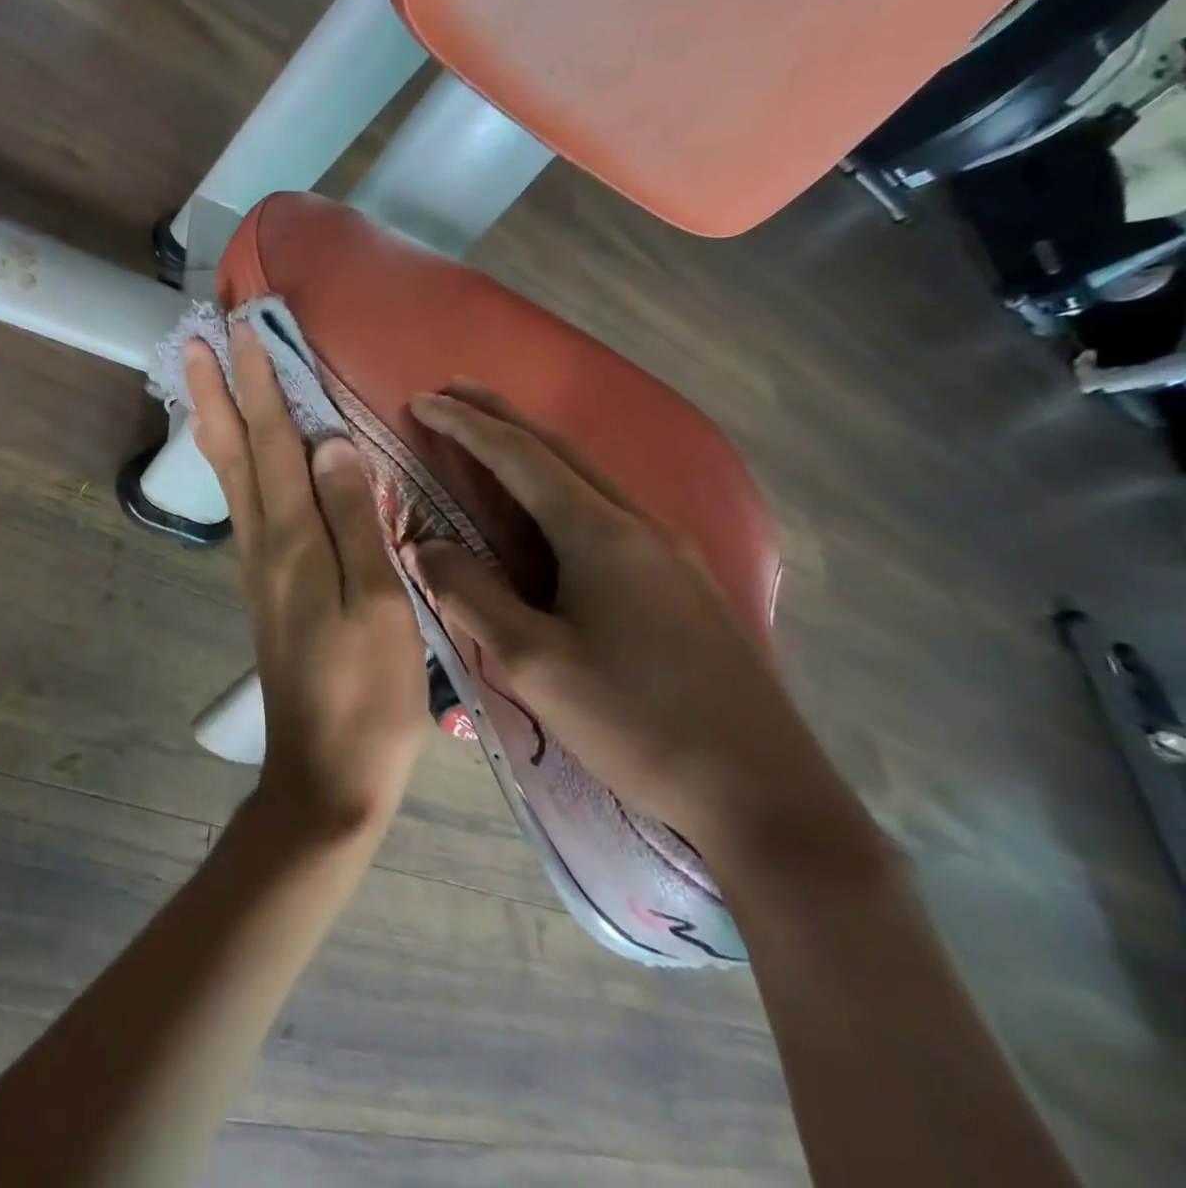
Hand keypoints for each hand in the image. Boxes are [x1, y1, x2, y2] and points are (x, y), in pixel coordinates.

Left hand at [185, 327, 428, 834]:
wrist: (325, 773)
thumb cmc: (366, 693)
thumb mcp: (378, 605)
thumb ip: (354, 520)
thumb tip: (331, 444)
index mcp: (293, 541)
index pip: (273, 443)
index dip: (258, 384)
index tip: (241, 331)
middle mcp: (263, 544)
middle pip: (233, 453)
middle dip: (217, 392)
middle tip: (196, 340)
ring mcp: (258, 567)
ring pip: (230, 479)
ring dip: (216, 423)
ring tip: (203, 382)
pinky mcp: (265, 588)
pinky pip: (245, 507)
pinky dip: (235, 466)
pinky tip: (239, 458)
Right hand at [406, 384, 878, 875]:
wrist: (765, 795)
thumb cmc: (636, 724)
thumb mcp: (533, 664)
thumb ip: (471, 596)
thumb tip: (426, 547)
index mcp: (601, 535)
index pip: (520, 459)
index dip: (466, 426)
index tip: (423, 400)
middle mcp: (640, 525)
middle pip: (561, 451)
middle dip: (502, 417)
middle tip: (454, 393)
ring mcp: (671, 551)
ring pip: (589, 477)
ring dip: (534, 449)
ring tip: (491, 438)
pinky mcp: (684, 582)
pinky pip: (608, 510)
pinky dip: (562, 486)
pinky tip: (551, 505)